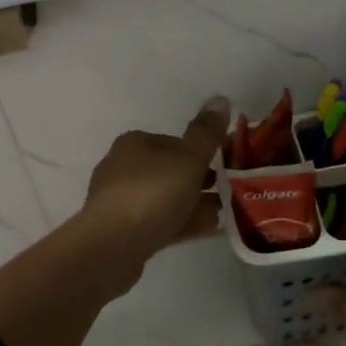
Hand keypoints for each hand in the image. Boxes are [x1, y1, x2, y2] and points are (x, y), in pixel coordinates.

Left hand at [80, 97, 230, 269]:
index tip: (229, 164)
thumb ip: (205, 133)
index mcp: (134, 144)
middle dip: (202, 180)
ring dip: (197, 204)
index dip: (203, 151)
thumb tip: (220, 99)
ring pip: (168, 198)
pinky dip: (186, 222)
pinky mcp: (125, 232)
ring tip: (229, 213)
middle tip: (232, 191)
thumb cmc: (152, 194)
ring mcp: (122, 202)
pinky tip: (213, 229)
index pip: (175, 141)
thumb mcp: (187, 159)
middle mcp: (124, 168)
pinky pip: (163, 222)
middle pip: (171, 171)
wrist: (112, 247)